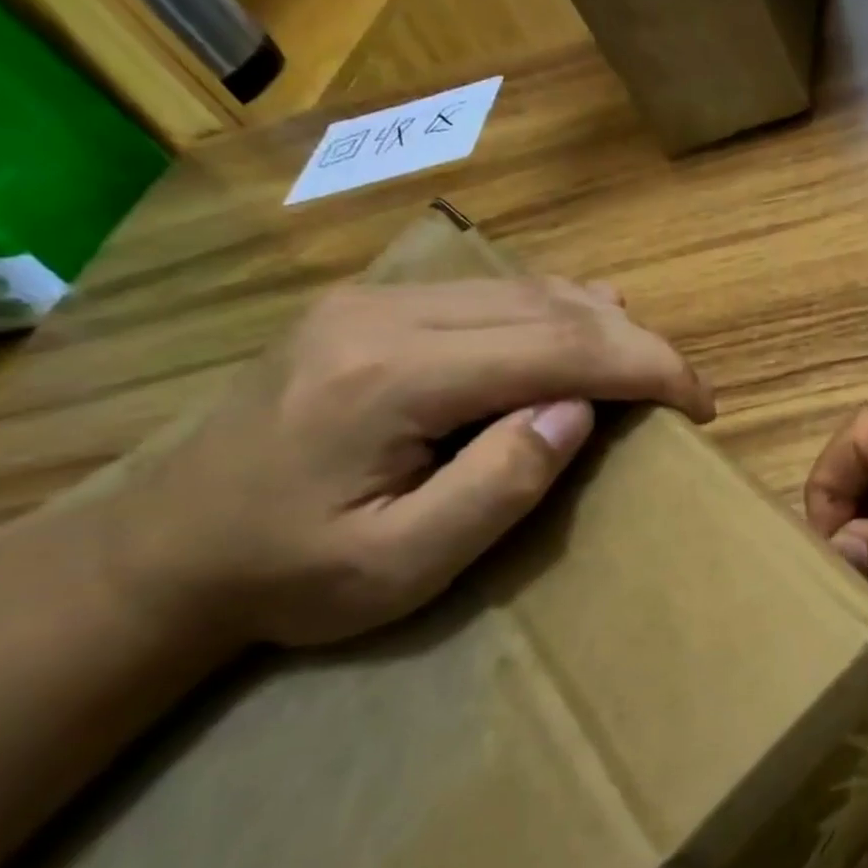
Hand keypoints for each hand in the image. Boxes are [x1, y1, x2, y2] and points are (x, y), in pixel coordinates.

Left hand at [110, 278, 713, 649]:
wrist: (165, 553)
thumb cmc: (290, 577)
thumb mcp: (403, 564)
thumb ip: (498, 484)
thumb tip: (579, 409)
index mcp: (391, 376)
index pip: (557, 346)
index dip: (646, 366)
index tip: (702, 402)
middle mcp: (385, 313)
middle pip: (551, 306)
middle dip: (636, 343)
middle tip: (686, 392)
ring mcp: (374, 301)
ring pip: (527, 289)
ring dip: (603, 325)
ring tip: (648, 371)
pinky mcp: (372, 308)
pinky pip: (493, 293)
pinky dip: (558, 313)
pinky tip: (583, 331)